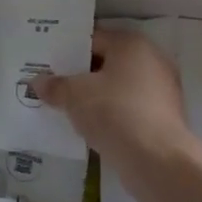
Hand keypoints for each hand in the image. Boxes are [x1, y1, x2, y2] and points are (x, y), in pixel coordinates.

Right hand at [33, 28, 195, 178]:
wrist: (157, 161)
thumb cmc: (114, 112)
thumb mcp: (75, 96)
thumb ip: (55, 86)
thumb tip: (37, 82)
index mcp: (131, 44)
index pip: (92, 39)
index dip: (67, 50)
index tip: (47, 63)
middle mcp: (152, 60)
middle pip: (107, 63)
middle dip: (81, 74)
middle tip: (53, 84)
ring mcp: (162, 91)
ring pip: (119, 88)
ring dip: (96, 96)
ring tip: (68, 107)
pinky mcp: (164, 119)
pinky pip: (129, 109)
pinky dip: (112, 115)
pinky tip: (91, 127)